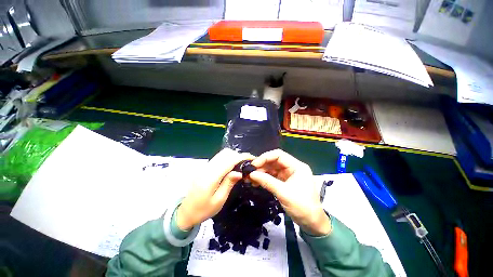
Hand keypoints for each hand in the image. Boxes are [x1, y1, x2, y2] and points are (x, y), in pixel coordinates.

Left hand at [177, 149, 253, 230]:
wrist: (185, 212)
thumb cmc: (203, 210)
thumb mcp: (219, 200)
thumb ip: (229, 183)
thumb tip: (239, 172)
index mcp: (211, 177)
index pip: (229, 161)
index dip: (241, 157)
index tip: (251, 158)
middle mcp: (207, 168)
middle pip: (225, 153)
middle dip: (238, 155)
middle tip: (246, 163)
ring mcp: (204, 166)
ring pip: (221, 154)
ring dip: (233, 156)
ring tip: (241, 164)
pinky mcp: (204, 167)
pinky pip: (218, 158)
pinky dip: (227, 158)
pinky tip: (231, 166)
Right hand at [249, 149, 331, 235]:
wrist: (312, 223)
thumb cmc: (302, 207)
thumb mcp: (283, 193)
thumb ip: (267, 181)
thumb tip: (251, 174)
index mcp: (297, 166)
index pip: (279, 155)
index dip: (265, 157)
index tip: (254, 164)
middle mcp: (292, 167)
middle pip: (274, 161)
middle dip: (261, 165)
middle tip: (249, 172)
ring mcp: (288, 174)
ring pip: (272, 168)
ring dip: (261, 172)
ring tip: (250, 178)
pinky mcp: (284, 181)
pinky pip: (272, 176)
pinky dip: (264, 178)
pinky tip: (256, 182)